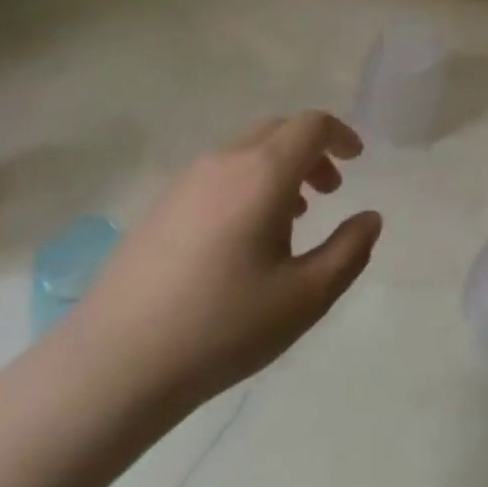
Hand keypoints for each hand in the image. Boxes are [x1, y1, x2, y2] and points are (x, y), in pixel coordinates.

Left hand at [67, 111, 381, 412]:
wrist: (117, 361)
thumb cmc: (222, 327)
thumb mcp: (304, 298)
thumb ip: (348, 252)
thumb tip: (371, 218)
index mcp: (263, 171)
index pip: (311, 125)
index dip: (340, 135)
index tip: (357, 161)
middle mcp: (226, 160)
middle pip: (279, 129)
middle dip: (312, 151)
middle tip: (330, 192)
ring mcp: (188, 178)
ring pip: (247, 149)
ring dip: (280, 167)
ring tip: (293, 218)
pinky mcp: (163, 202)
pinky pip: (220, 171)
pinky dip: (248, 181)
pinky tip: (244, 236)